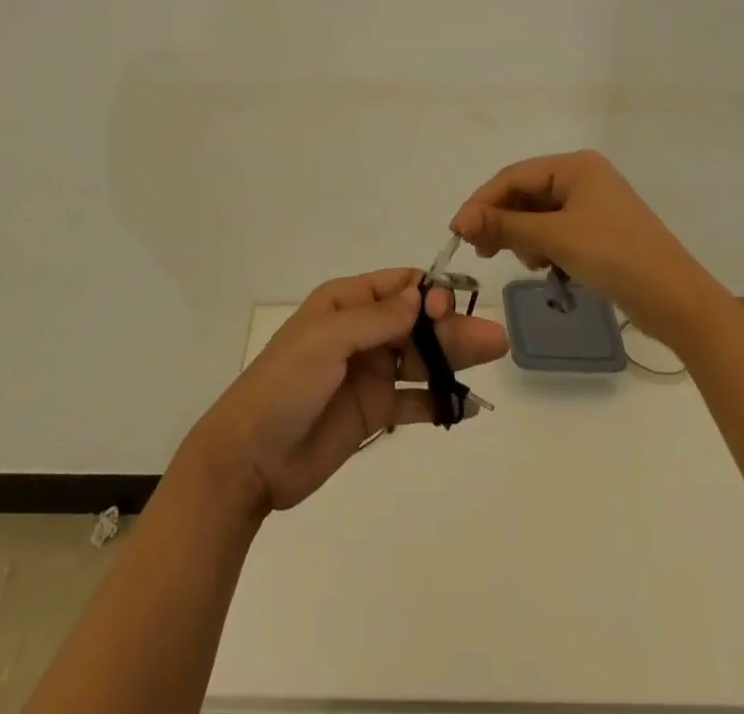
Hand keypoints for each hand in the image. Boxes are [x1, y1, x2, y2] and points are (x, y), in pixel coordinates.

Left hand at [183, 268, 507, 516]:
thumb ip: (375, 320)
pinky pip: (414, 400)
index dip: (427, 292)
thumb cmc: (284, 385)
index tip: (449, 307)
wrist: (251, 457)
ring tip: (492, 358)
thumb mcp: (326, 341)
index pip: (397, 287)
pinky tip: (467, 406)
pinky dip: (440, 401)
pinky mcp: (373, 412)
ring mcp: (369, 373)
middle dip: (452, 326)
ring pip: (421, 359)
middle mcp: (361, 333)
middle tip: (493, 338)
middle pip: (417, 323)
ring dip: (454, 359)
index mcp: (345, 304)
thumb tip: (420, 296)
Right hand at [449, 150, 701, 335]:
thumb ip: (505, 226)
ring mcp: (593, 204)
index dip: (482, 202)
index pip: (514, 176)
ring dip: (523, 236)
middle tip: (481, 251)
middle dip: (502, 221)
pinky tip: (546, 266)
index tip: (457, 231)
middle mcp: (584, 177)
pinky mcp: (599, 230)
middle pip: (525, 193)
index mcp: (576, 166)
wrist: (678, 301)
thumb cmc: (616, 258)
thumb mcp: (556, 239)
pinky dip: (543, 246)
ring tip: (527, 263)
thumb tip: (460, 221)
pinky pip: (556, 230)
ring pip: (538, 214)